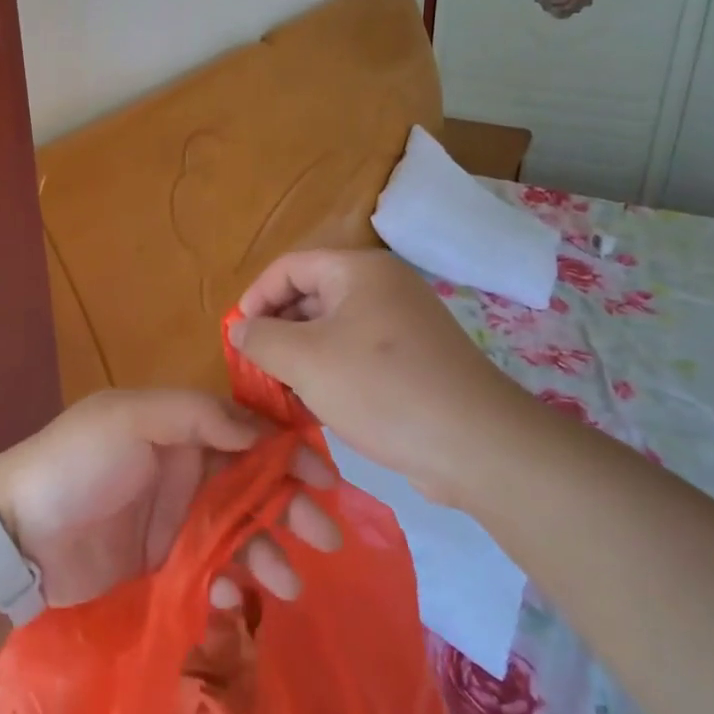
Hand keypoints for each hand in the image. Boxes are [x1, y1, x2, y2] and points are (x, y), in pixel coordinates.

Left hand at [0, 389, 340, 609]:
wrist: (17, 538)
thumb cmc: (78, 464)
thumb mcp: (132, 418)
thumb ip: (197, 415)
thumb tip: (260, 429)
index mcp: (182, 426)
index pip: (249, 431)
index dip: (289, 450)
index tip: (324, 477)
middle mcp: (188, 468)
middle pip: (255, 484)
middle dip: (292, 505)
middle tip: (326, 536)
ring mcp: (178, 519)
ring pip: (240, 530)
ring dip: (269, 551)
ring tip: (289, 583)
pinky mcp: (167, 564)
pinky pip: (213, 569)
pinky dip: (228, 582)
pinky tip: (228, 596)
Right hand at [231, 249, 516, 506]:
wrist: (476, 446)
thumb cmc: (382, 389)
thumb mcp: (305, 361)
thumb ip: (261, 339)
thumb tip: (239, 329)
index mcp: (358, 270)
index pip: (288, 268)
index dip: (255, 298)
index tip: (236, 340)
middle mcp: (383, 287)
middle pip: (311, 296)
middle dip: (277, 332)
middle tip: (254, 372)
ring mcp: (403, 325)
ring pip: (333, 331)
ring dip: (301, 359)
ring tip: (280, 395)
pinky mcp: (414, 362)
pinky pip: (357, 356)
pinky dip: (331, 374)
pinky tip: (317, 409)